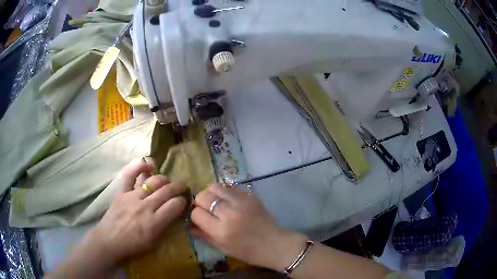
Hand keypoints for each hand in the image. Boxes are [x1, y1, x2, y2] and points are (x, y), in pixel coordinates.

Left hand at [81, 159, 188, 266]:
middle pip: (167, 191)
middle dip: (179, 188)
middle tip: (183, 189)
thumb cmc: (133, 246)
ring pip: (154, 181)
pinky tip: (149, 166)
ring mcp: (133, 197)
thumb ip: (166, 227)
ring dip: (165, 180)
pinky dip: (140, 167)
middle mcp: (146, 206)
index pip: (175, 205)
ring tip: (168, 182)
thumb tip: (175, 214)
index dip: (183, 202)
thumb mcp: (154, 243)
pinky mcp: (122, 192)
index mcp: (155, 222)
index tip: (184, 202)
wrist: (109, 241)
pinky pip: (130, 175)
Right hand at [191, 184, 307, 271]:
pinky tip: (228, 201)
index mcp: (221, 231)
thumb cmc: (247, 251)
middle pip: (203, 196)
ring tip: (216, 202)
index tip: (200, 218)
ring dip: (211, 194)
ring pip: (215, 187)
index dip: (195, 215)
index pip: (197, 213)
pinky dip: (225, 192)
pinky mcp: (250, 196)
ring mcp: (241, 202)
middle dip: (200, 202)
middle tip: (206, 209)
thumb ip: (204, 235)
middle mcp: (229, 213)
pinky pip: (230, 187)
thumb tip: (189, 224)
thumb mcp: (223, 248)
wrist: (274, 244)